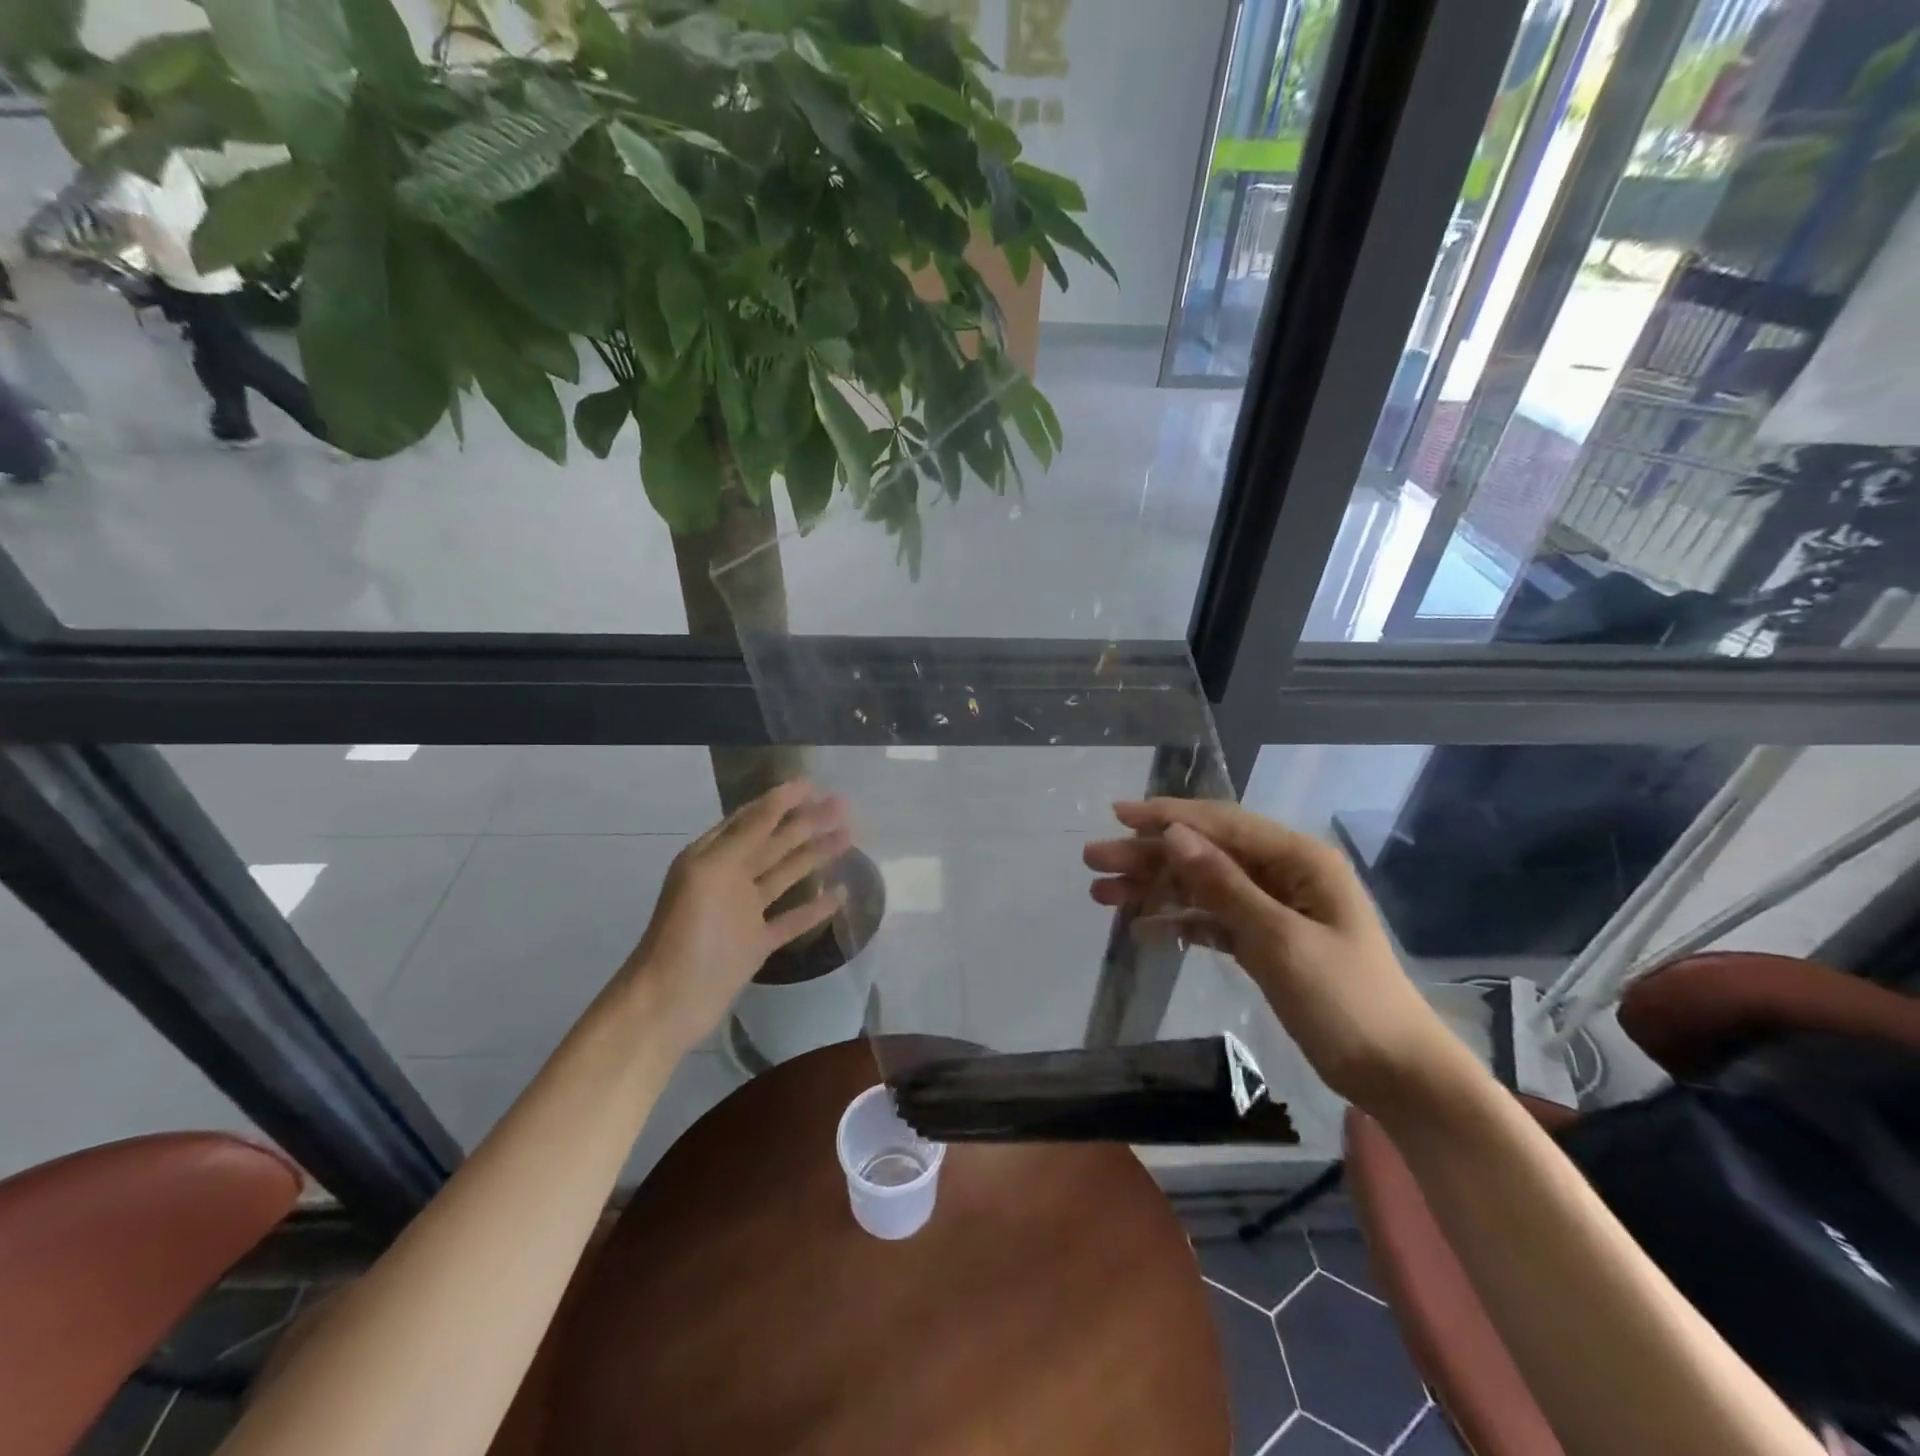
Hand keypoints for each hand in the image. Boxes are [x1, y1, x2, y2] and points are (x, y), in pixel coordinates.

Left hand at [622, 782, 850, 1056]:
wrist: (668, 1004)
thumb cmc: (687, 933)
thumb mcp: (712, 873)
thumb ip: (747, 835)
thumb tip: (779, 798)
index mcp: (712, 856)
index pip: (753, 818)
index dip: (782, 800)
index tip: (814, 784)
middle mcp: (729, 878)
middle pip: (775, 842)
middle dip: (807, 822)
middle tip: (843, 805)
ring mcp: (744, 912)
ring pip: (786, 875)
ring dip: (816, 855)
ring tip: (849, 838)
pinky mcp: (757, 943)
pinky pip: (792, 919)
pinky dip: (815, 907)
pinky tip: (841, 894)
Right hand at [1084, 799, 1466, 1112]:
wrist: (1395, 1074)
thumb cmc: (1344, 999)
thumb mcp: (1279, 939)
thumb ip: (1223, 885)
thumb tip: (1173, 835)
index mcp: (1298, 859)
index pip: (1221, 824)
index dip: (1166, 816)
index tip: (1116, 815)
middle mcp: (1283, 874)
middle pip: (1203, 854)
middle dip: (1148, 856)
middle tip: (1093, 861)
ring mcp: (1273, 908)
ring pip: (1201, 886)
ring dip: (1154, 889)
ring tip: (1102, 895)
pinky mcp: (1264, 941)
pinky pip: (1212, 921)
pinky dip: (1179, 923)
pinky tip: (1143, 931)